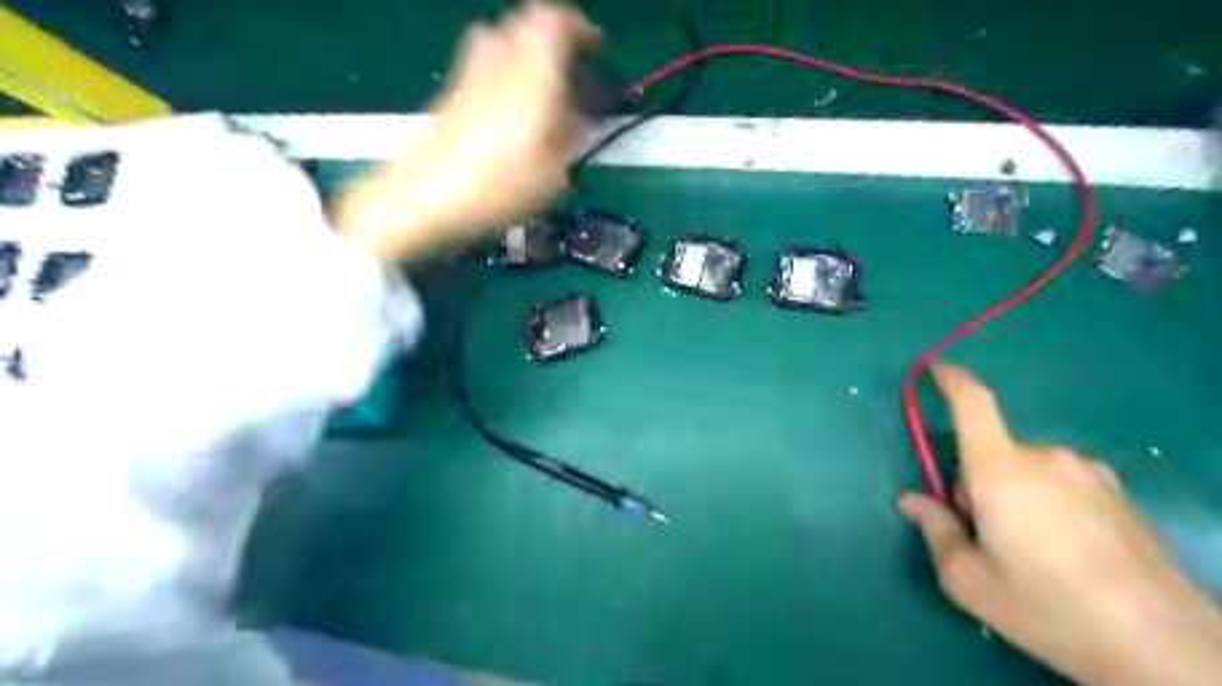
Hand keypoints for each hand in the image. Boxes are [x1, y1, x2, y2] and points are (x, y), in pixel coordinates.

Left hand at [335, 1, 599, 258]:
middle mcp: (499, 61)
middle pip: (525, 23)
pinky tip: (511, 115)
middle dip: (551, 40)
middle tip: (568, 71)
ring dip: (524, 54)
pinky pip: (483, 66)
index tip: (595, 48)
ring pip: (500, 40)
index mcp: (531, 75)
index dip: (579, 28)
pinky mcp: (451, 93)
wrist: (424, 197)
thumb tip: (575, 120)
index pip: (554, 21)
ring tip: (540, 91)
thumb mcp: (553, 175)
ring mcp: (469, 74)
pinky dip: (503, 75)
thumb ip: (569, 138)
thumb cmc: (498, 187)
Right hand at [895, 367, 1221, 685]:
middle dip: (978, 485)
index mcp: (1000, 471)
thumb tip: (912, 501)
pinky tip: (1072, 555)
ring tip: (1035, 553)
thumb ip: (935, 530)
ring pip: (1029, 470)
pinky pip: (1065, 484)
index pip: (973, 404)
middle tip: (988, 538)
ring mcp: (1090, 475)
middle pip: (992, 454)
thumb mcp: (968, 580)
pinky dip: (1052, 505)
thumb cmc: (1048, 608)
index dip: (951, 381)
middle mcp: (1046, 459)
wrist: (1167, 649)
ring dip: (1016, 494)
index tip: (935, 370)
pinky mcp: (1121, 495)